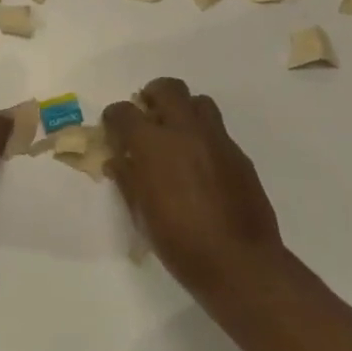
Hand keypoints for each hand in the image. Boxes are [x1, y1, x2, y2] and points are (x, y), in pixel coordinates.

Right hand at [102, 78, 289, 299]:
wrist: (238, 262)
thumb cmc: (179, 242)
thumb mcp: (140, 213)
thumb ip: (127, 178)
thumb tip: (118, 160)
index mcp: (153, 145)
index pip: (124, 112)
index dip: (113, 118)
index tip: (112, 130)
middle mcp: (185, 132)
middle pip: (168, 89)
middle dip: (152, 96)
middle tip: (147, 117)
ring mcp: (217, 140)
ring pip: (199, 102)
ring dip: (183, 110)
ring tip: (176, 135)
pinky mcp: (239, 155)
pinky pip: (217, 131)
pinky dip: (203, 137)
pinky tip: (200, 165)